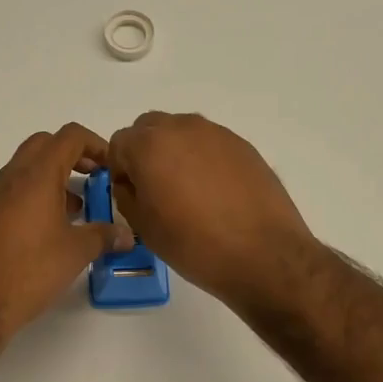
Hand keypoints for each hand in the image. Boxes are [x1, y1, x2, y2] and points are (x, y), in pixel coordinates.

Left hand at [0, 123, 133, 335]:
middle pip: (45, 145)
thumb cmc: (29, 270)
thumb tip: (126, 234)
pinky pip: (13, 192)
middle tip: (94, 180)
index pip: (69, 136)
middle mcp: (11, 177)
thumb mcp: (76, 253)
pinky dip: (35, 197)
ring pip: (26, 169)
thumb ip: (104, 236)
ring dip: (53, 178)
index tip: (111, 167)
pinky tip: (49, 232)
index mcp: (36, 175)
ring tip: (76, 210)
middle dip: (73, 156)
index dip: (96, 144)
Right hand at [107, 112, 318, 312]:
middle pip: (149, 128)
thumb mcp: (143, 226)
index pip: (119, 143)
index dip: (120, 169)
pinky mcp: (242, 144)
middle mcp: (181, 128)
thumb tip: (131, 182)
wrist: (263, 254)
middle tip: (155, 188)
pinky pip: (209, 143)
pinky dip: (203, 159)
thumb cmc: (194, 244)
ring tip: (187, 191)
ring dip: (174, 152)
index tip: (131, 194)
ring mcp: (215, 133)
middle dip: (144, 152)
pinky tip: (214, 192)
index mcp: (149, 145)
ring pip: (181, 132)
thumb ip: (126, 195)